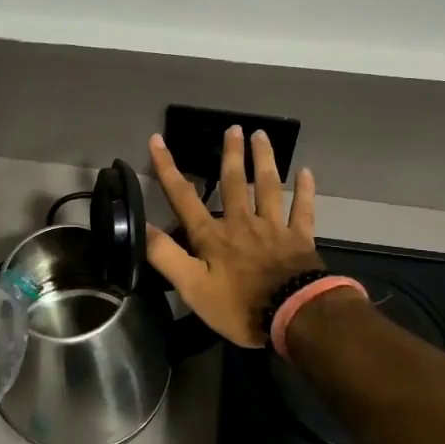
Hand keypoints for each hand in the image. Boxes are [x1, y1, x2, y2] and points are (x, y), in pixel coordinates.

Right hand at [147, 127, 322, 347]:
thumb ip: (165, 255)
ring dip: (264, 159)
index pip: (183, 197)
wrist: (294, 315)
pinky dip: (304, 191)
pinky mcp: (300, 239)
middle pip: (233, 182)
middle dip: (230, 154)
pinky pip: (302, 210)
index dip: (168, 169)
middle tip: (233, 128)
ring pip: (267, 187)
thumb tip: (139, 226)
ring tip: (261, 135)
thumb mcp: (192, 287)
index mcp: (212, 235)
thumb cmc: (239, 305)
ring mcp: (273, 228)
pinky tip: (306, 172)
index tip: (157, 140)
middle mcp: (241, 223)